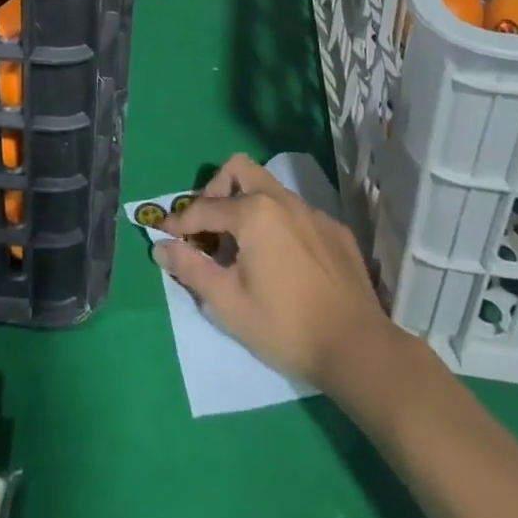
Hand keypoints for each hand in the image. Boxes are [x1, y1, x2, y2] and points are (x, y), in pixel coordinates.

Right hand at [156, 154, 392, 393]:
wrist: (357, 348)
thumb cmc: (284, 325)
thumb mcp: (227, 303)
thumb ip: (190, 269)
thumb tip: (161, 247)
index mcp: (253, 212)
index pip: (204, 207)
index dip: (180, 222)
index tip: (166, 237)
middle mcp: (282, 200)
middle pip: (239, 169)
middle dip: (216, 190)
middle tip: (209, 227)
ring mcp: (312, 212)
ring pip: (269, 189)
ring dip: (247, 206)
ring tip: (241, 246)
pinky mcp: (335, 230)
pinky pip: (296, 213)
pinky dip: (278, 225)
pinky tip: (281, 261)